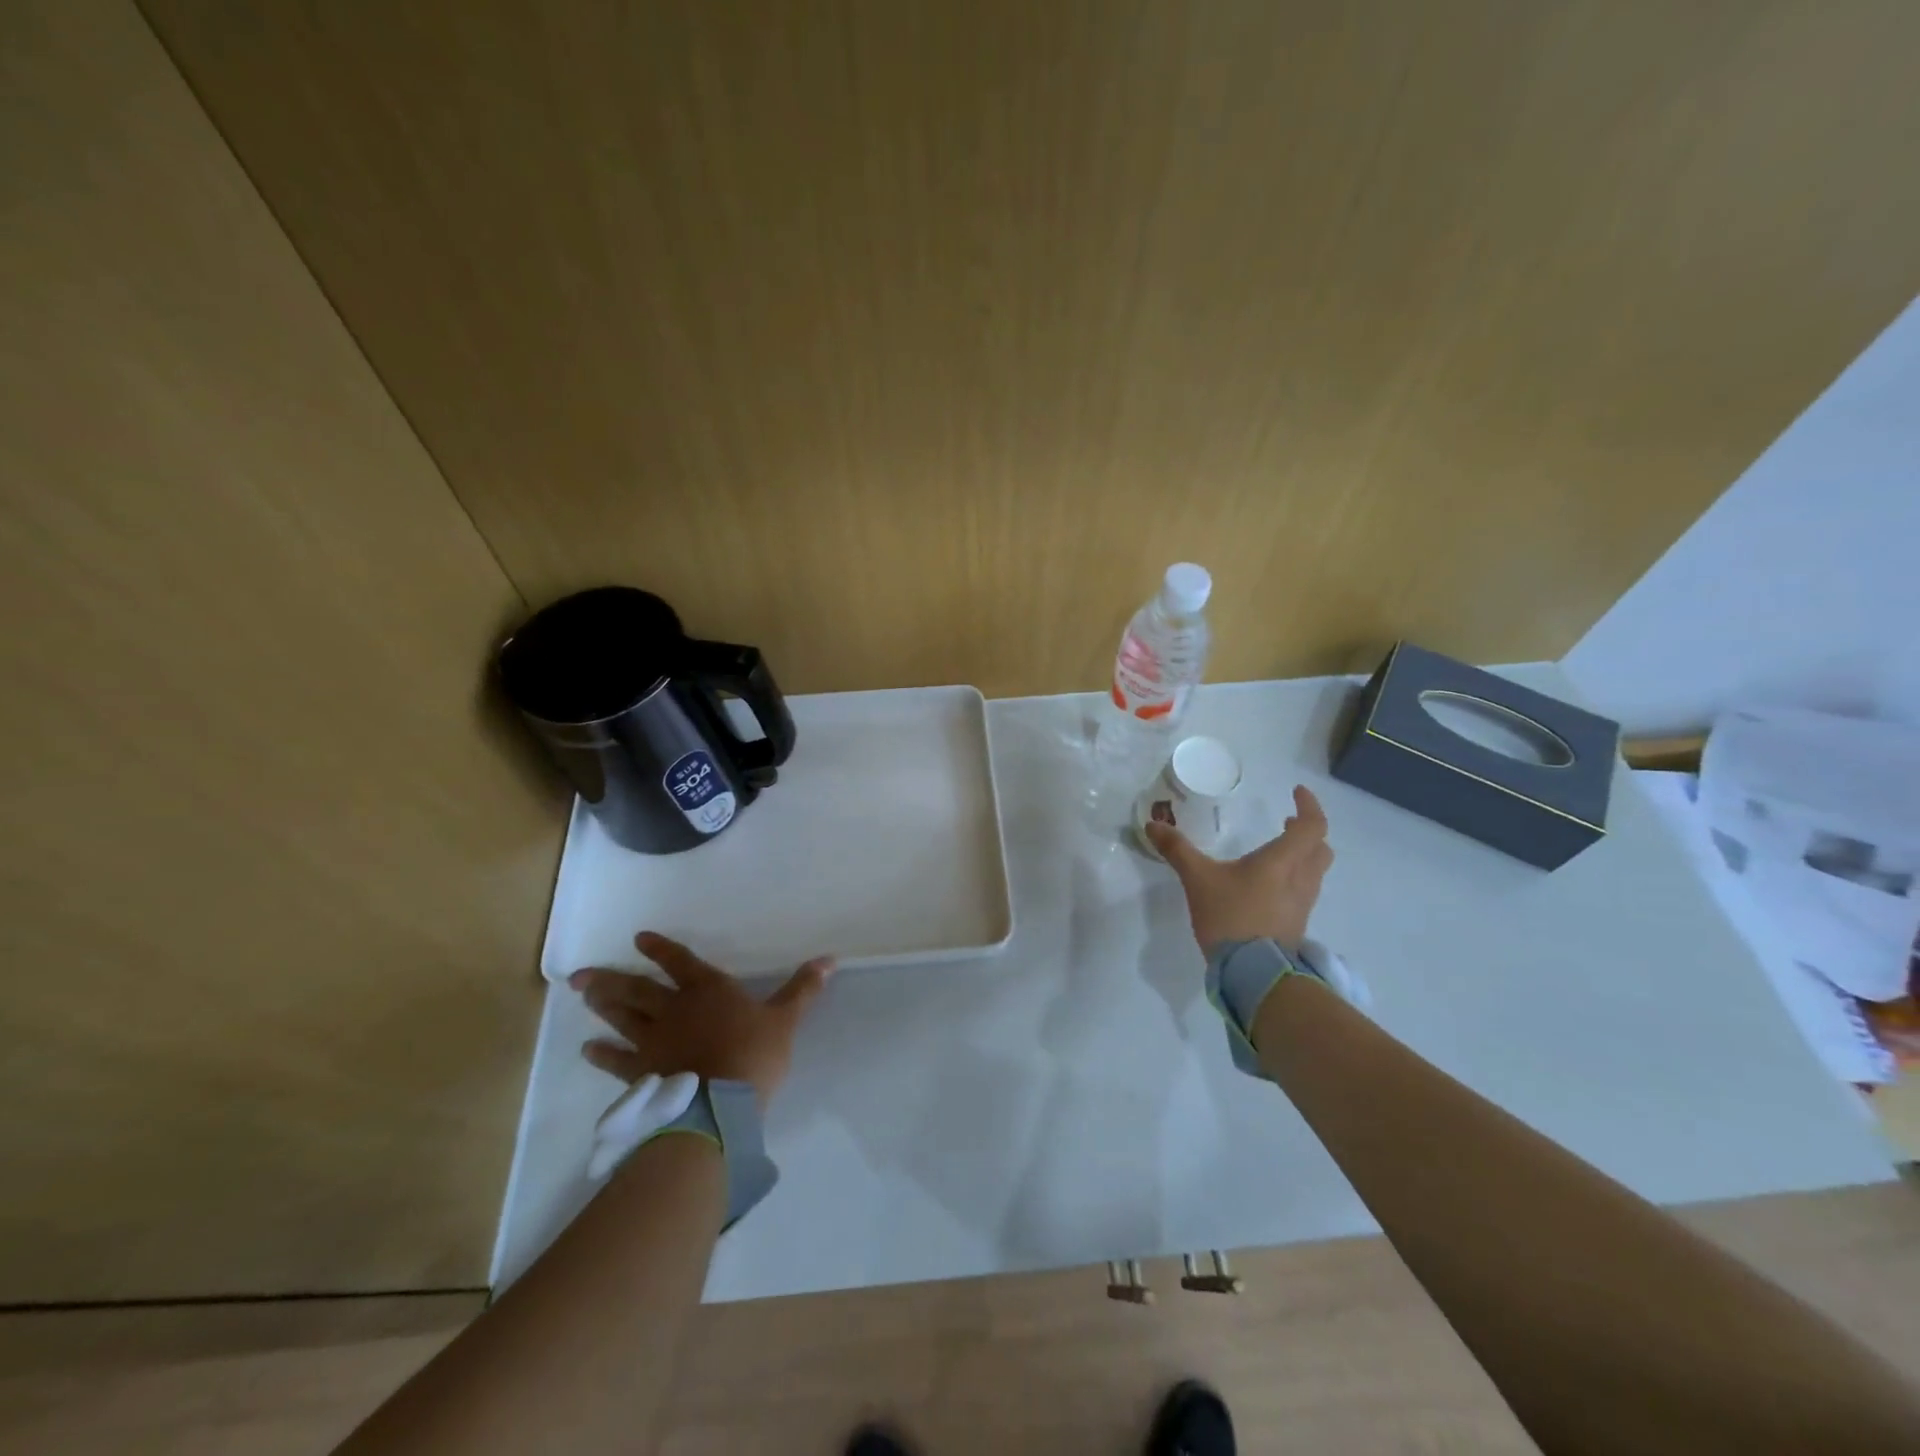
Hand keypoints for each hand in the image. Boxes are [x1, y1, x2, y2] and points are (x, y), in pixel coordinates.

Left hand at [569, 932, 834, 1107]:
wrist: (718, 1105)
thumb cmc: (753, 1055)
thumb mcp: (785, 1020)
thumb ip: (803, 989)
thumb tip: (829, 958)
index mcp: (708, 990)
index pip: (680, 962)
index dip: (660, 949)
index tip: (639, 939)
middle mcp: (675, 1008)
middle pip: (638, 989)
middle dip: (611, 979)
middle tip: (580, 976)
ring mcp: (653, 1041)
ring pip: (623, 1018)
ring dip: (603, 1006)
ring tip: (582, 997)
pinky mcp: (643, 1072)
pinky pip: (618, 1060)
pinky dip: (602, 1055)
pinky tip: (588, 1050)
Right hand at [1145, 784, 1333, 954]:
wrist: (1253, 973)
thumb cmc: (1230, 916)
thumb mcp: (1198, 879)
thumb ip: (1177, 850)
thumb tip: (1152, 824)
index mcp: (1282, 861)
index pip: (1312, 826)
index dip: (1309, 806)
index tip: (1296, 792)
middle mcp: (1301, 879)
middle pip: (1320, 848)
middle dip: (1308, 832)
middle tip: (1288, 823)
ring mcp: (1302, 905)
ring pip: (1315, 872)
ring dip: (1303, 856)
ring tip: (1277, 854)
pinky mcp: (1296, 925)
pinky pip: (1304, 892)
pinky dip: (1294, 880)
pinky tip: (1269, 887)